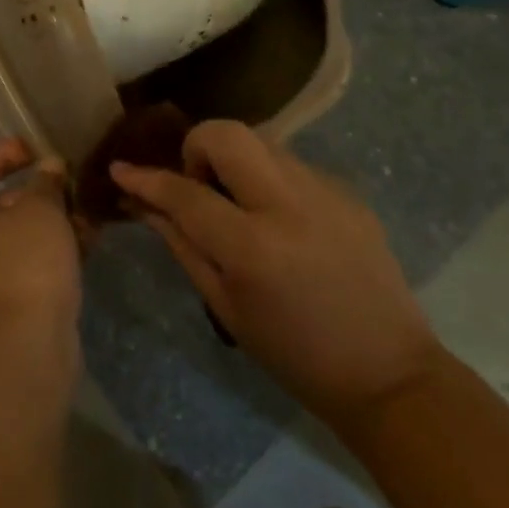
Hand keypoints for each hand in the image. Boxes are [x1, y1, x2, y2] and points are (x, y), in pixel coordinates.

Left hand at [0, 137, 82, 340]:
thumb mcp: (39, 211)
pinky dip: (61, 247)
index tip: (33, 149)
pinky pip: (39, 260)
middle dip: (37, 188)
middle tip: (68, 181)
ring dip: (55, 218)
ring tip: (88, 211)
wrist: (26, 349)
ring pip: (25, 233)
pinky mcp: (21, 297)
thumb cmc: (25, 265)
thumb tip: (49, 166)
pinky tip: (91, 240)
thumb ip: (45, 183)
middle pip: (0, 201)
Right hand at [111, 121, 440, 427]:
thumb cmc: (294, 354)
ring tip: (237, 204)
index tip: (120, 168)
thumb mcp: (225, 306)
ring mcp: (326, 192)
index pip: (184, 193)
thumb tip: (144, 203)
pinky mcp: (348, 192)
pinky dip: (269, 179)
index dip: (146, 178)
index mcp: (253, 246)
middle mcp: (290, 205)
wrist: (389, 373)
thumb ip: (182, 244)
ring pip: (261, 142)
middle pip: (228, 134)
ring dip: (235, 161)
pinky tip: (277, 219)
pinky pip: (292, 164)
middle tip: (197, 185)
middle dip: (197, 146)